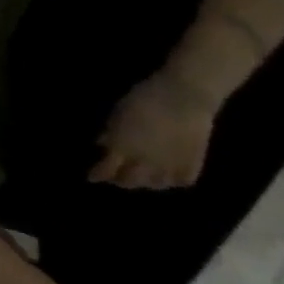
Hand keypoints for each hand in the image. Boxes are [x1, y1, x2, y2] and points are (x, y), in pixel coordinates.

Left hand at [91, 71, 219, 189]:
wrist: (183, 99)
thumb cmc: (143, 100)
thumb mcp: (117, 113)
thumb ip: (111, 133)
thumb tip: (102, 144)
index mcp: (123, 148)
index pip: (107, 169)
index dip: (98, 174)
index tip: (90, 178)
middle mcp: (146, 163)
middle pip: (130, 181)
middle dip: (120, 180)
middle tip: (115, 177)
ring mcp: (170, 167)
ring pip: (155, 185)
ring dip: (144, 182)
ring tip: (139, 178)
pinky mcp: (193, 166)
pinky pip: (179, 181)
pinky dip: (170, 182)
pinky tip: (166, 178)